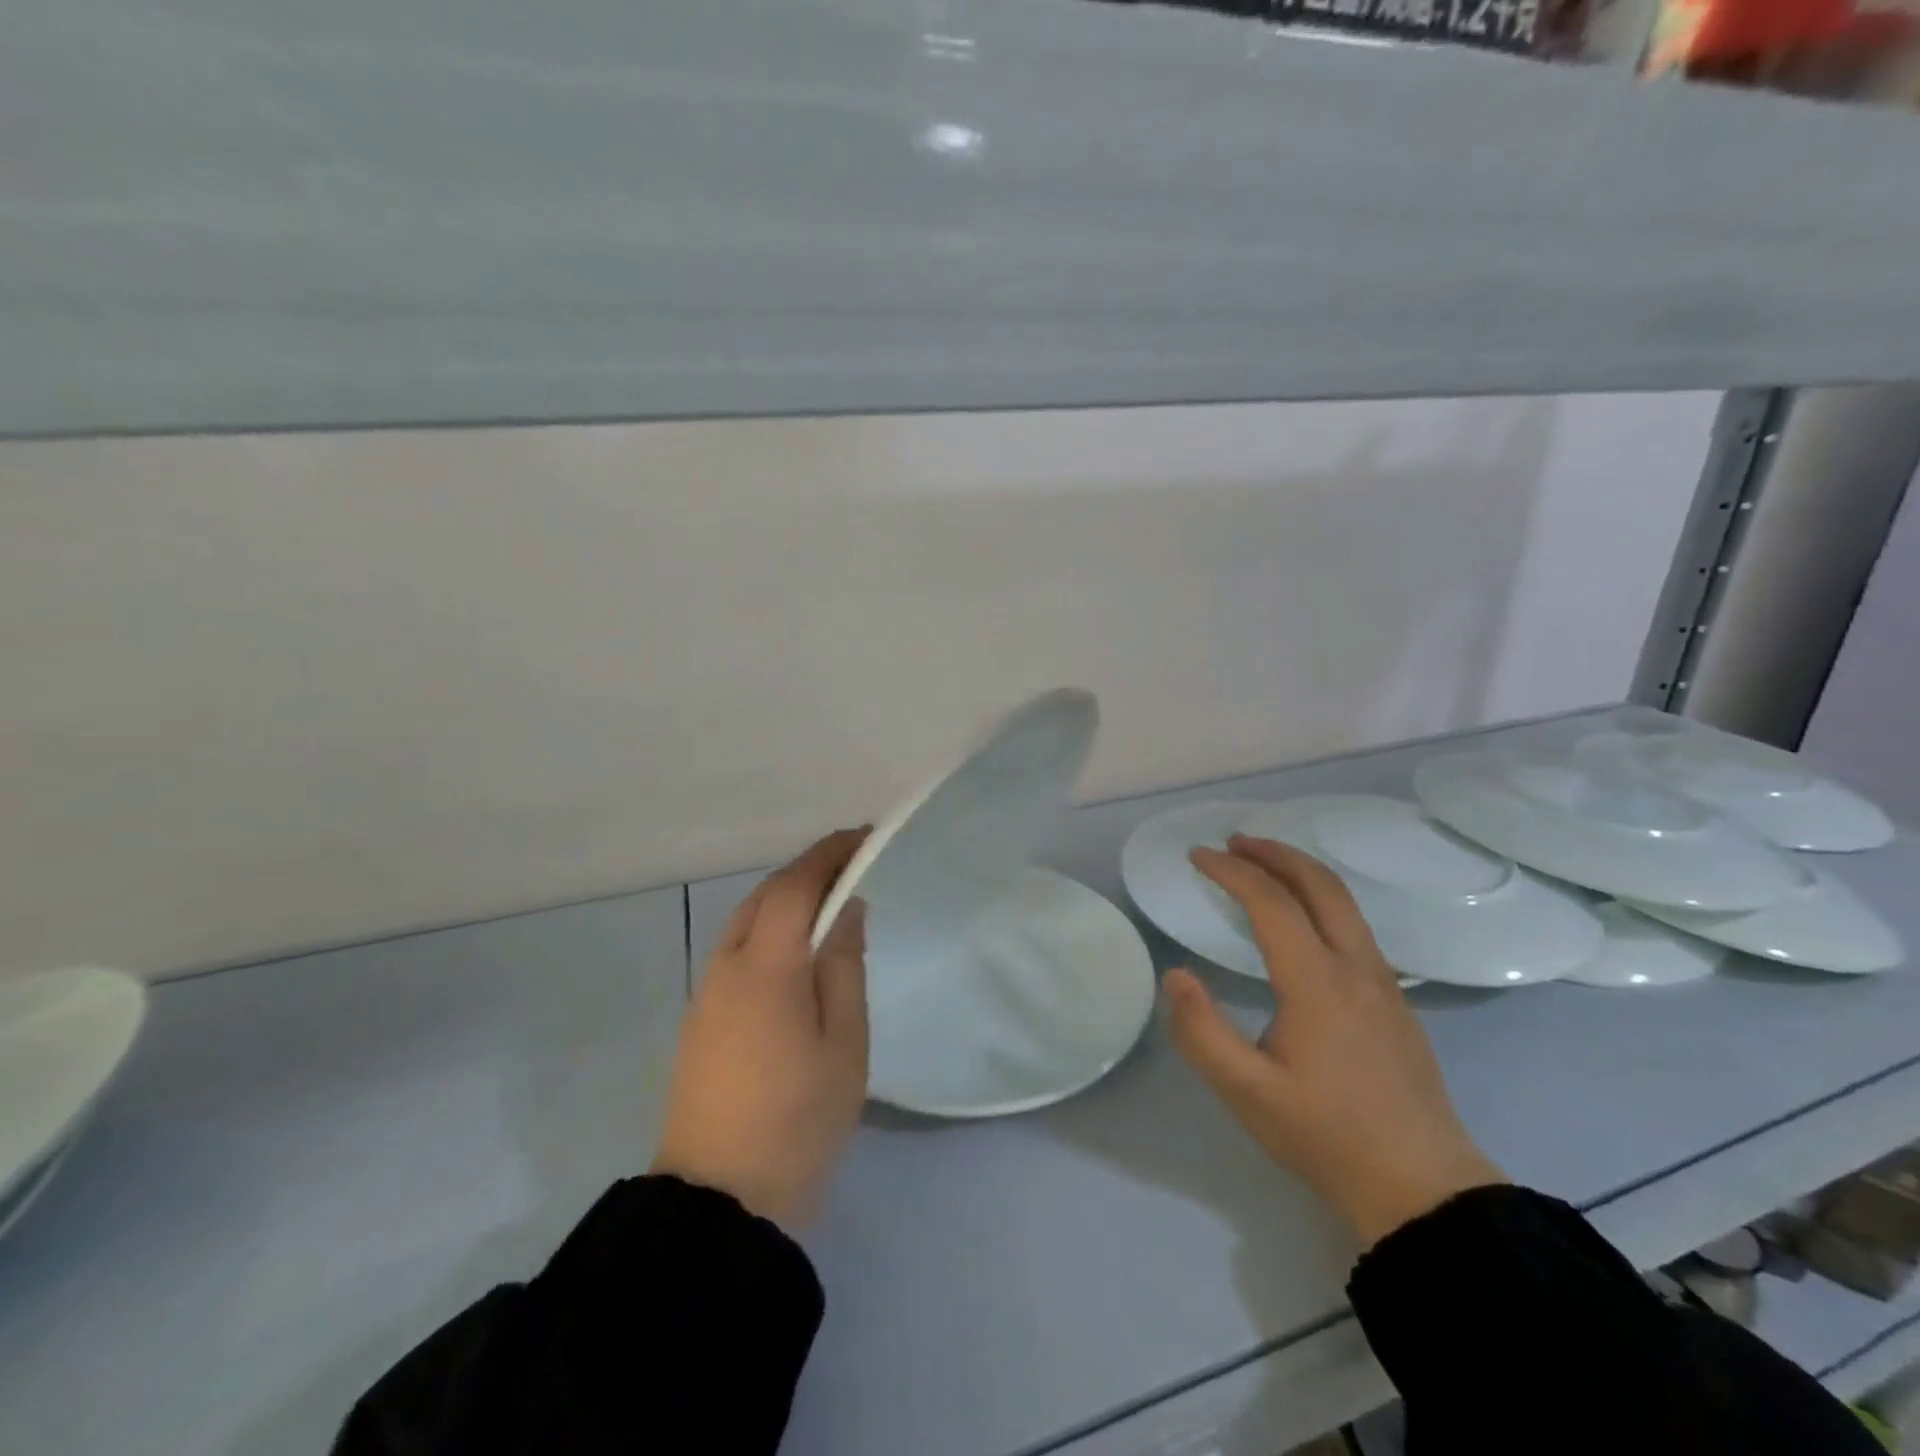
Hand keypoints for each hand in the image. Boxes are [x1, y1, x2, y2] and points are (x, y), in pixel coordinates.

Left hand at [652, 828, 870, 1230]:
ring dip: (786, 898)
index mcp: (765, 967)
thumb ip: (843, 966)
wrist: (719, 1203)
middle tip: (853, 865)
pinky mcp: (699, 1019)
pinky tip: (794, 949)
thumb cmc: (798, 1119)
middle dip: (808, 871)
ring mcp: (706, 993)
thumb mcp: (844, 1043)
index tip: (865, 837)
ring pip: (746, 920)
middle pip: (765, 895)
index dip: (830, 853)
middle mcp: (726, 966)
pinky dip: (769, 927)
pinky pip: (736, 949)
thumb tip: (845, 908)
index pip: (795, 885)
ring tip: (829, 901)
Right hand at [1163, 834, 1505, 1247]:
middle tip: (1232, 842)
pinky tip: (1302, 920)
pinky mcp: (1396, 1000)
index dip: (1231, 871)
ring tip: (1263, 866)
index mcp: (1318, 981)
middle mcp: (1356, 967)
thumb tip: (1176, 975)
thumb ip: (1201, 1031)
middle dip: (1273, 853)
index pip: (1271, 902)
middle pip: (1319, 884)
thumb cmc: (1327, 1136)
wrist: (1424, 1188)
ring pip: (1344, 902)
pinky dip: (1321, 898)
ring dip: (1300, 871)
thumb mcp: (1247, 1093)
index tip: (1197, 857)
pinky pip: (1354, 925)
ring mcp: (1384, 982)